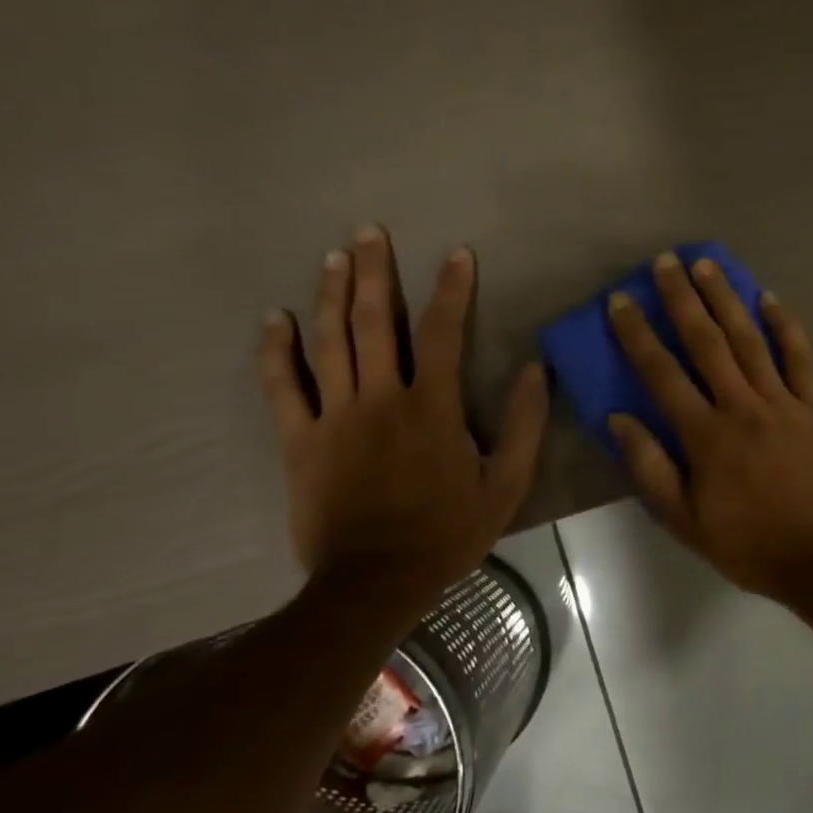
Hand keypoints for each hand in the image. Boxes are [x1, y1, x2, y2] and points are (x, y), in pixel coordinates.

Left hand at [258, 226, 548, 597]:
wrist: (374, 582)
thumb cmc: (449, 531)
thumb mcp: (507, 484)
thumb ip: (525, 424)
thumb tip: (537, 369)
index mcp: (433, 407)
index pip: (442, 333)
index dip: (451, 289)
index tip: (456, 254)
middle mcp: (380, 399)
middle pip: (373, 322)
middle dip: (373, 272)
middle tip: (369, 231)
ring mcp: (334, 417)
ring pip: (328, 343)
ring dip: (329, 295)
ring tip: (333, 256)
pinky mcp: (299, 441)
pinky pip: (283, 387)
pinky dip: (277, 351)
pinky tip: (275, 319)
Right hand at [605, 252, 812, 604]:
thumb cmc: (748, 543)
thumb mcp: (684, 520)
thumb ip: (650, 468)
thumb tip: (619, 419)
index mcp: (705, 437)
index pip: (662, 374)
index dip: (638, 334)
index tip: (621, 301)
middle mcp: (742, 407)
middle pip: (706, 342)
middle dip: (682, 299)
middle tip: (665, 262)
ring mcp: (783, 402)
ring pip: (749, 340)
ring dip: (726, 299)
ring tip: (706, 264)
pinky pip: (800, 357)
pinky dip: (785, 325)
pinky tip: (769, 298)